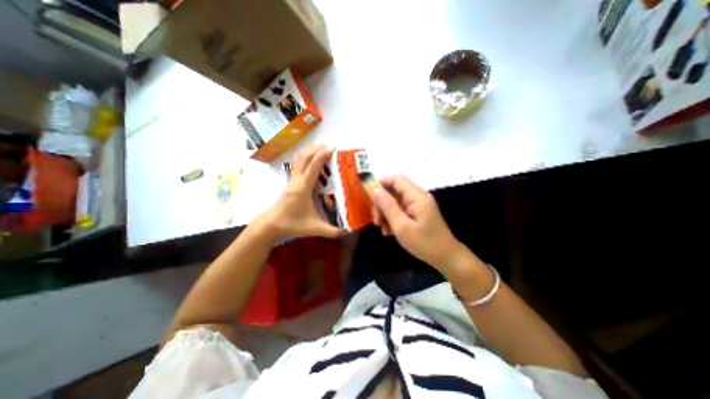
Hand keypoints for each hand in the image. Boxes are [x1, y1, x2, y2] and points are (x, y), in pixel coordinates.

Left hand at [255, 147, 342, 239]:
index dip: (322, 156)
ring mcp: (292, 179)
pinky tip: (312, 161)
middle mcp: (297, 180)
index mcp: (303, 188)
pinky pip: (297, 164)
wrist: (271, 223)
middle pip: (304, 158)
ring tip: (321, 149)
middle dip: (316, 149)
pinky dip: (305, 158)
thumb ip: (331, 231)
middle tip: (328, 146)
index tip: (332, 148)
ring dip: (309, 151)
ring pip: (299, 159)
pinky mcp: (290, 181)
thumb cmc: (292, 223)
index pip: (313, 167)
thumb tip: (347, 231)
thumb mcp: (314, 228)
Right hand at [373, 175, 466, 270]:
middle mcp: (418, 197)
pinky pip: (402, 210)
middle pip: (394, 191)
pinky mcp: (418, 213)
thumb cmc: (424, 243)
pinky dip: (393, 218)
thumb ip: (388, 206)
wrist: (446, 257)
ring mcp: (419, 205)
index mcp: (417, 196)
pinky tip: (389, 231)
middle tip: (376, 221)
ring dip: (386, 213)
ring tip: (383, 229)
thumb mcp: (402, 226)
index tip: (370, 197)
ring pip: (396, 201)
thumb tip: (376, 190)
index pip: (397, 179)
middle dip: (382, 204)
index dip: (382, 183)